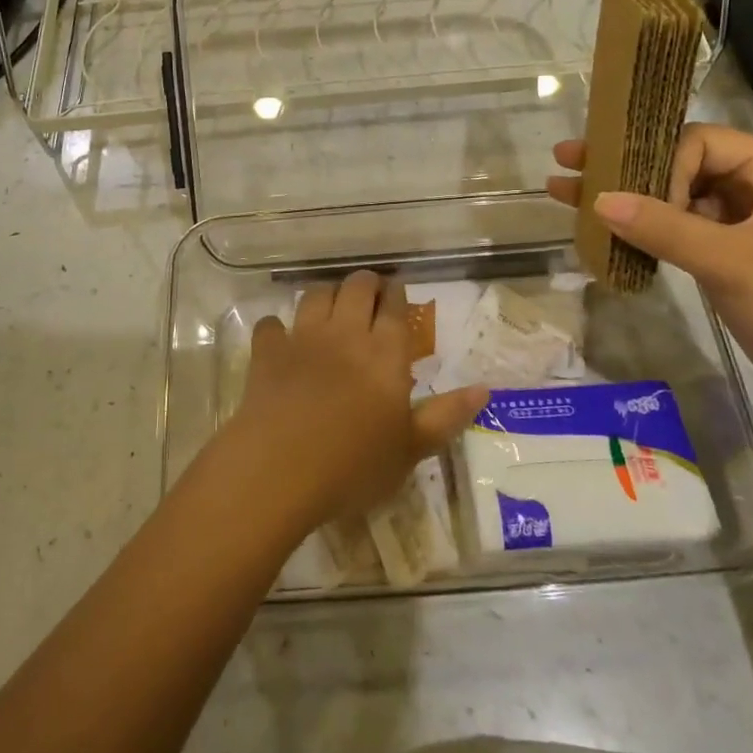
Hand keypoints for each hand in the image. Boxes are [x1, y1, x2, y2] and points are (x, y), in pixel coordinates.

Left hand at [213, 271, 488, 530]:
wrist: (280, 469)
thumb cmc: (354, 465)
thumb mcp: (411, 449)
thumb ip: (446, 416)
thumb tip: (484, 389)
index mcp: (385, 353)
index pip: (394, 307)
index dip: (397, 294)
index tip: (397, 291)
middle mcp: (345, 333)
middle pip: (356, 287)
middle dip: (365, 283)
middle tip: (369, 294)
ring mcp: (303, 339)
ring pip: (316, 295)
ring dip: (326, 294)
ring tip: (331, 305)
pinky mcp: (267, 352)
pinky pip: (271, 325)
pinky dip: (277, 327)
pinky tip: (280, 337)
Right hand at [548, 125, 752, 405]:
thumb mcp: (729, 260)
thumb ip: (664, 227)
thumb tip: (598, 200)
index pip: (697, 143)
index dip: (659, 163)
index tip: (633, 198)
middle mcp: (751, 183)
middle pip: (676, 162)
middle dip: (622, 165)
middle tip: (568, 158)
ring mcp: (734, 218)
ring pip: (669, 195)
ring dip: (623, 196)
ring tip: (564, 189)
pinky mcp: (719, 250)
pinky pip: (672, 227)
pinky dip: (639, 228)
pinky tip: (598, 227)